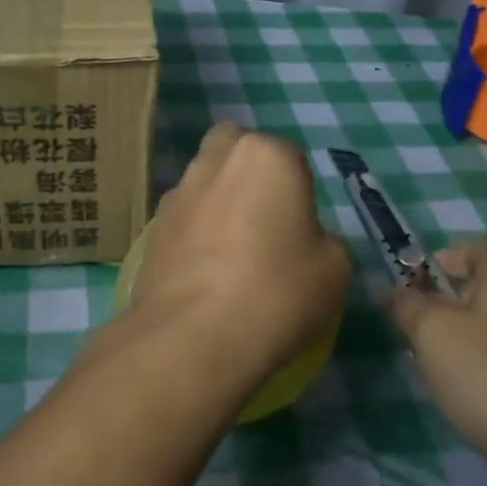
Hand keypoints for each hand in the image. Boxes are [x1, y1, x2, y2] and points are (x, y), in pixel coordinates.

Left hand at [131, 124, 350, 382]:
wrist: (195, 337)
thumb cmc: (278, 292)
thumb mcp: (334, 268)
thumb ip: (323, 239)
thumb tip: (302, 240)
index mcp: (267, 156)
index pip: (289, 156)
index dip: (298, 190)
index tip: (301, 227)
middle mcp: (217, 160)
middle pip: (234, 148)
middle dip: (247, 171)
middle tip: (264, 218)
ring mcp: (178, 192)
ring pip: (203, 180)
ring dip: (218, 200)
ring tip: (232, 251)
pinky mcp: (152, 227)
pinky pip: (183, 217)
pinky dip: (194, 232)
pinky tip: (205, 271)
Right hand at [389, 240, 486, 485]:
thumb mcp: (431, 330)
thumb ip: (405, 304)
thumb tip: (390, 291)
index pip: (465, 249)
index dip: (429, 266)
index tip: (404, 296)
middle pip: (476, 290)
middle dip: (440, 309)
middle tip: (412, 335)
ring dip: (458, 345)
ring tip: (434, 371)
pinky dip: (482, 374)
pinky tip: (466, 399)